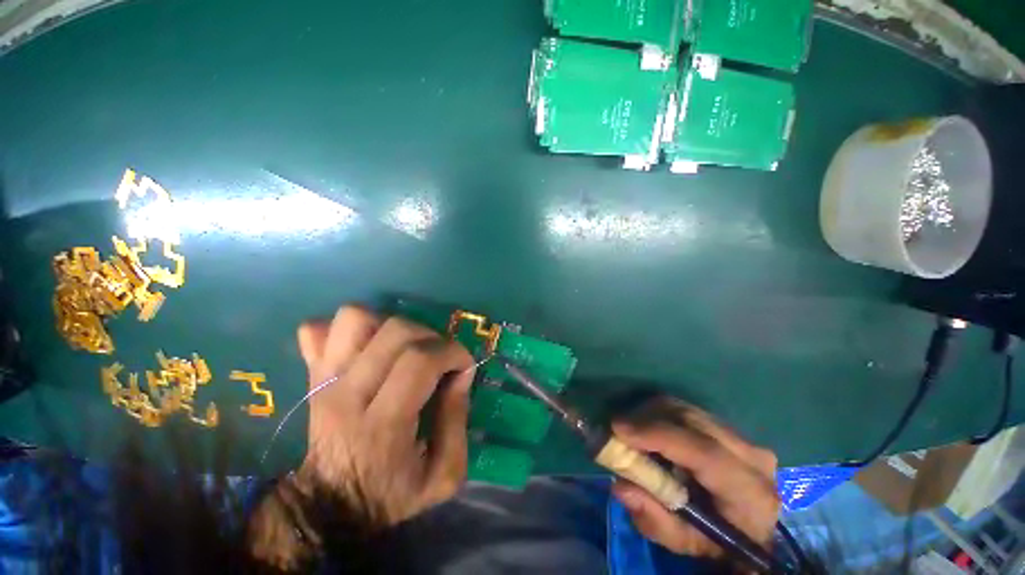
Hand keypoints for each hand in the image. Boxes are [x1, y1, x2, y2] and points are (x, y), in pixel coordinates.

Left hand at [294, 305, 475, 524]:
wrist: (330, 508)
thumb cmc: (391, 495)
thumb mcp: (443, 474)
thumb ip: (458, 421)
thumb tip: (462, 374)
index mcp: (382, 425)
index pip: (420, 361)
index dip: (452, 352)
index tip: (464, 366)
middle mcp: (348, 394)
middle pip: (395, 332)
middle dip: (432, 336)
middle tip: (440, 358)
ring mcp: (324, 380)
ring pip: (355, 318)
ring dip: (391, 325)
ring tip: (407, 349)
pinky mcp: (313, 375)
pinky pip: (319, 329)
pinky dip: (350, 329)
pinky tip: (371, 347)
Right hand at [610, 399, 779, 559]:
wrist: (749, 529)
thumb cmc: (716, 542)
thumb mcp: (684, 542)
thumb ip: (654, 519)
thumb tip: (621, 486)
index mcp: (748, 493)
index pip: (704, 452)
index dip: (658, 435)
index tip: (618, 429)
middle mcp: (751, 456)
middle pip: (690, 420)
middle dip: (646, 419)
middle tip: (616, 430)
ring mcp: (741, 436)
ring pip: (685, 409)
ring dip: (650, 414)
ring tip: (630, 432)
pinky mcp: (728, 426)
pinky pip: (685, 410)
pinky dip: (659, 414)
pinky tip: (647, 429)